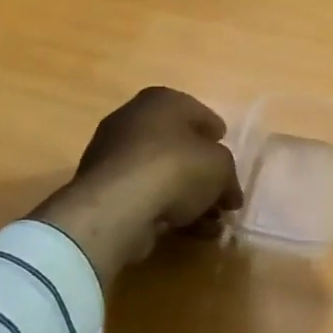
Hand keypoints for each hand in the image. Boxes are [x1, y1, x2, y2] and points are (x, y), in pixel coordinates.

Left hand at [31, 88, 243, 282]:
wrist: (118, 205)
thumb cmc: (176, 168)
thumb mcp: (221, 166)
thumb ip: (228, 175)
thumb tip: (229, 192)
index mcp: (161, 101)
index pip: (197, 112)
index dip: (215, 132)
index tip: (225, 150)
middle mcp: (133, 120)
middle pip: (178, 146)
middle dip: (203, 171)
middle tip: (223, 194)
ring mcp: (114, 155)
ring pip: (162, 175)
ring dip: (189, 197)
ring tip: (212, 223)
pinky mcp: (104, 189)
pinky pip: (145, 196)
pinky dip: (168, 210)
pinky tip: (190, 232)